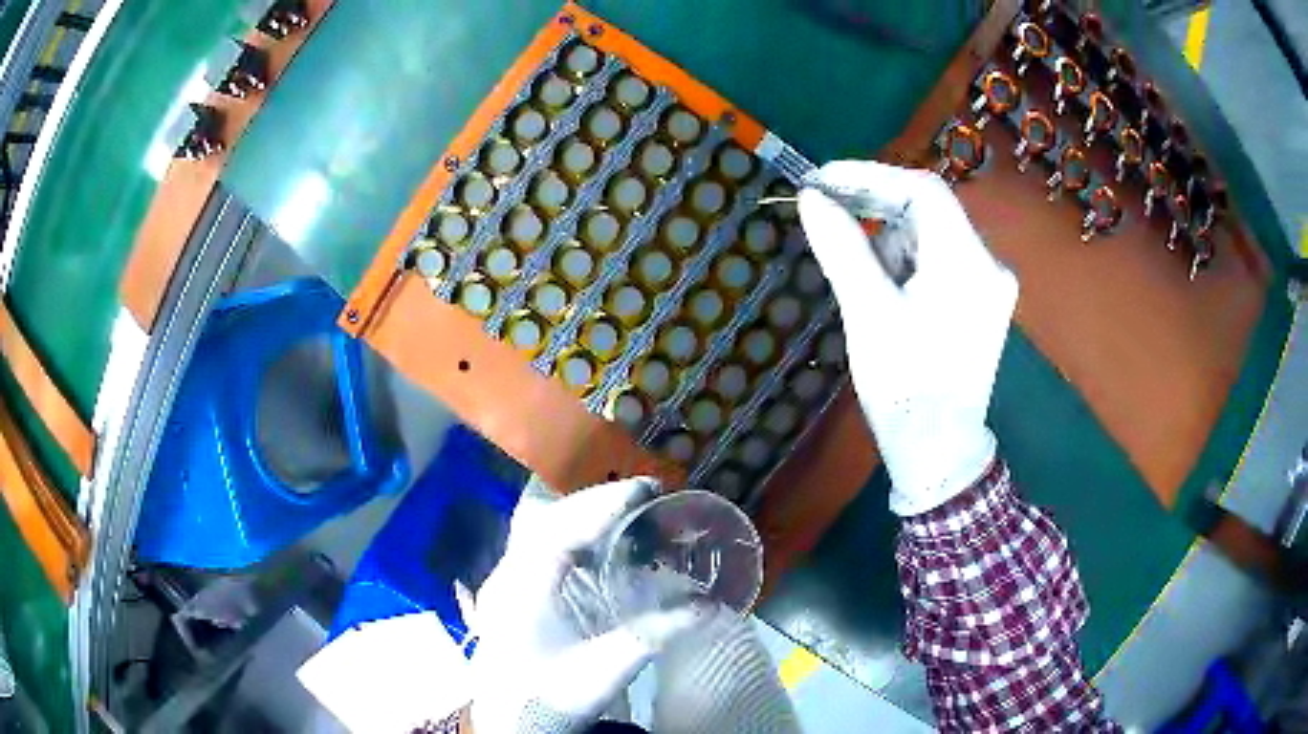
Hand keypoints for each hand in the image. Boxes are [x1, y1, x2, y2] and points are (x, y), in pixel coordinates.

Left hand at [467, 478, 699, 733]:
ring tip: (626, 510)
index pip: (559, 529)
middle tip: (644, 495)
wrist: (508, 724)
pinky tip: (598, 543)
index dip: (602, 505)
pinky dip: (572, 533)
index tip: (645, 490)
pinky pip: (539, 544)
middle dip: (595, 502)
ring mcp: (504, 581)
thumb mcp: (604, 672)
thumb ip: (653, 637)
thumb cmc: (550, 698)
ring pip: (538, 527)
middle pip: (546, 518)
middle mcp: (507, 575)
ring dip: (581, 514)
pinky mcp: (512, 591)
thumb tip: (708, 606)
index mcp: (521, 589)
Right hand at [798, 161, 1017, 514]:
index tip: (822, 180)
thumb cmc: (905, 388)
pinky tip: (885, 292)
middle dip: (876, 207)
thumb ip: (842, 247)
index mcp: (968, 263)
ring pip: (931, 235)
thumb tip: (811, 198)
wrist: (938, 450)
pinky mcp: (981, 301)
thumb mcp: (868, 313)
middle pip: (929, 210)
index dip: (870, 175)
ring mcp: (988, 284)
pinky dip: (905, 262)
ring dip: (889, 241)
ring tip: (861, 280)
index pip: (923, 190)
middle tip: (826, 209)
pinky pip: (939, 260)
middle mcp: (988, 264)